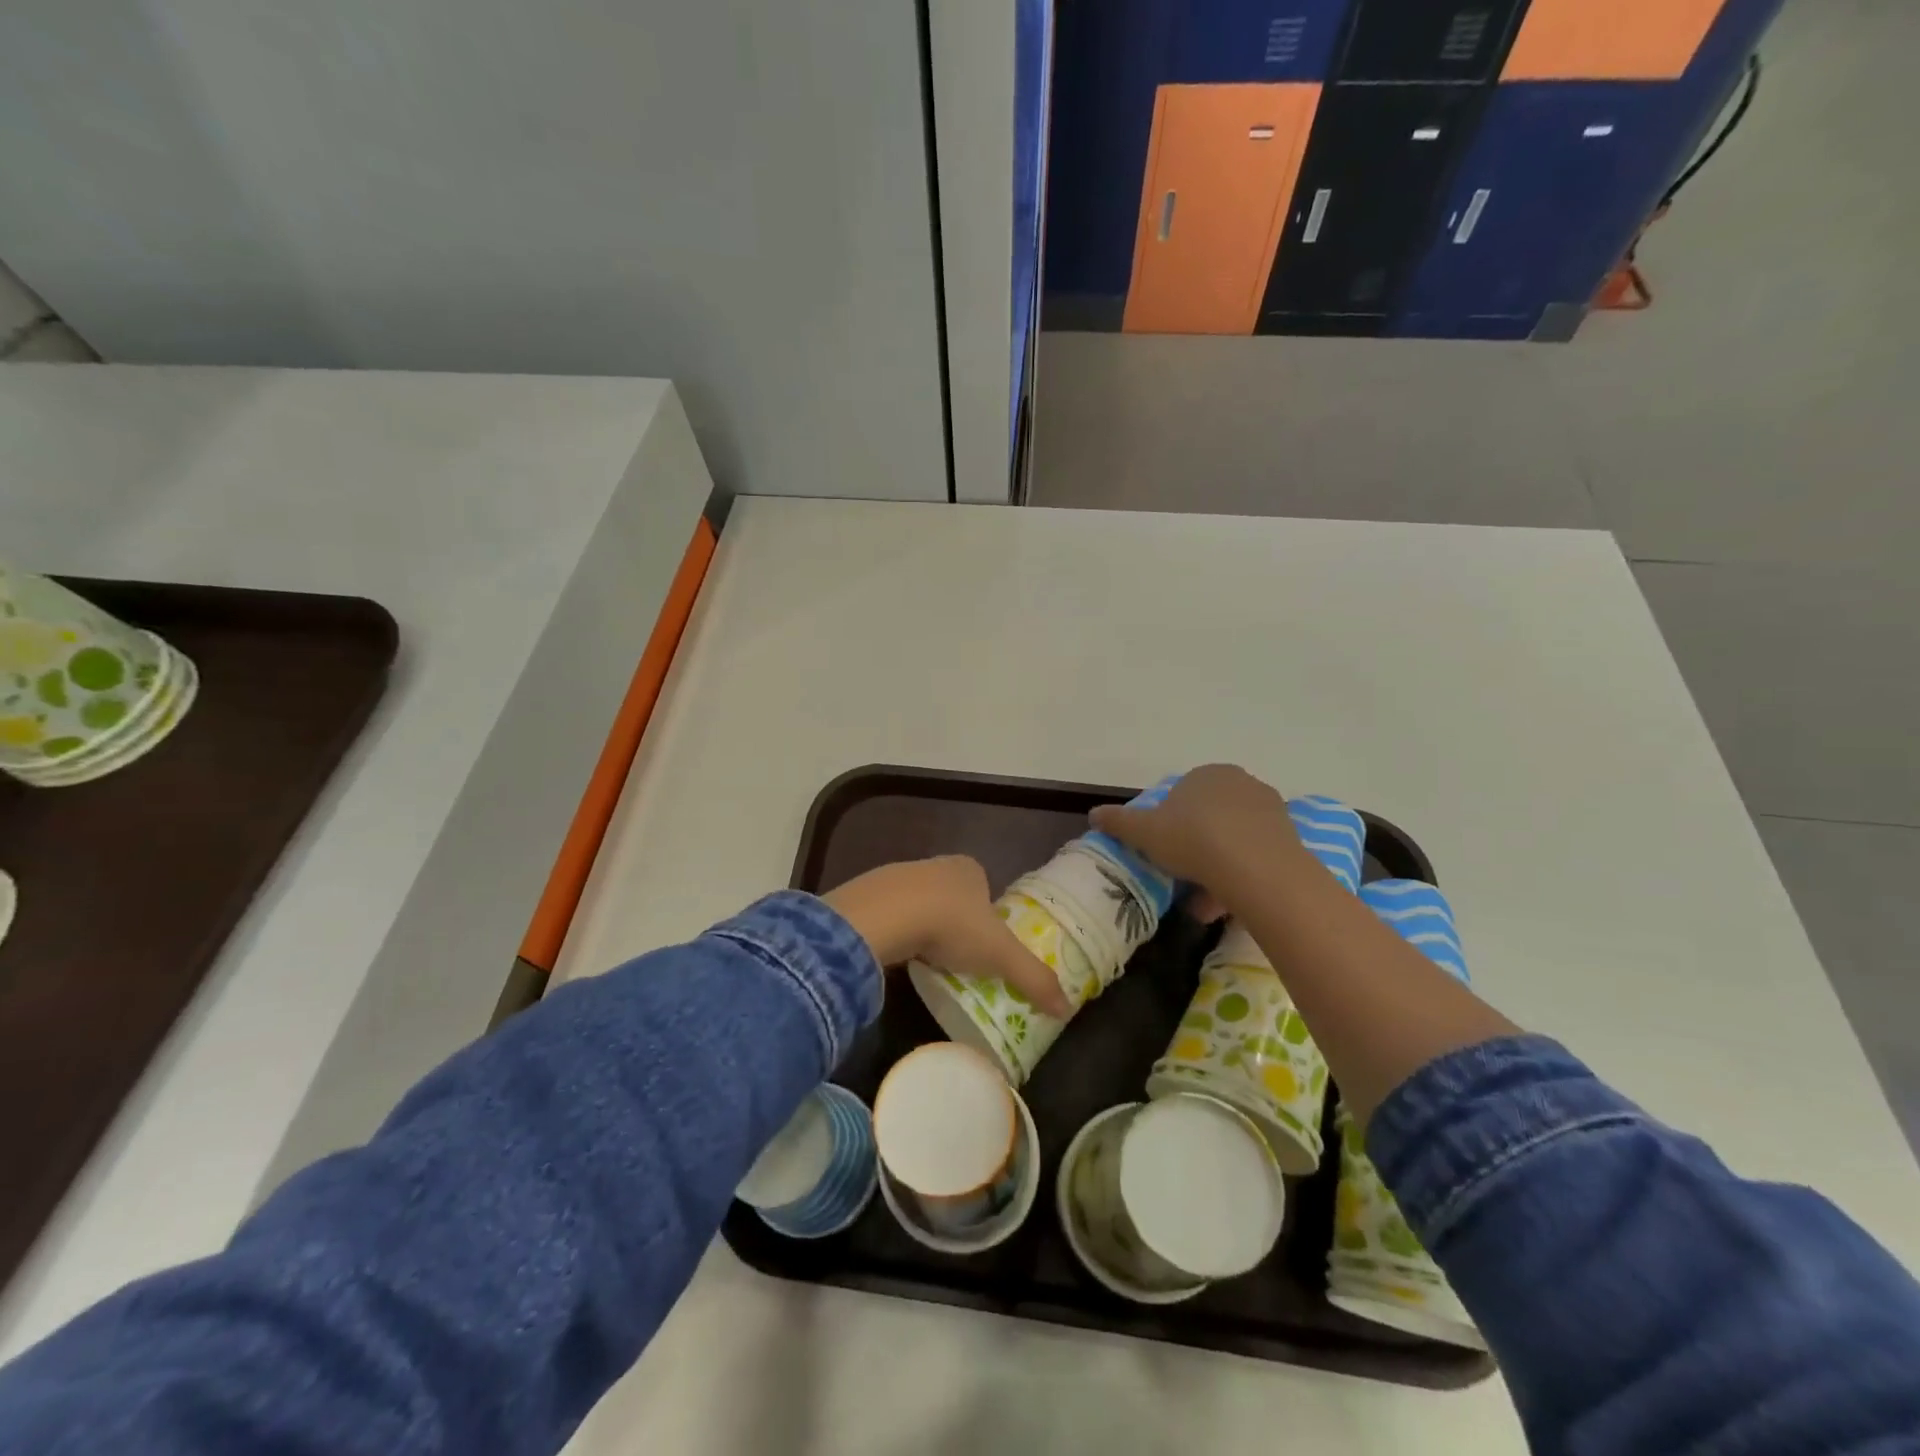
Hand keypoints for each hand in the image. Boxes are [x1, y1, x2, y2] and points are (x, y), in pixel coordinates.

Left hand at [822, 856, 1068, 1017]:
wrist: (886, 915)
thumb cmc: (952, 924)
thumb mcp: (1001, 954)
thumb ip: (1033, 978)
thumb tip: (1066, 1009)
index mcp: (969, 868)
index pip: (985, 890)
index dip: (988, 916)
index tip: (987, 947)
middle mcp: (936, 865)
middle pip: (952, 896)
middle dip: (956, 923)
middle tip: (959, 958)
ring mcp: (900, 876)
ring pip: (920, 904)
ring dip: (925, 927)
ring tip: (930, 961)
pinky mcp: (871, 894)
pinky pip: (892, 915)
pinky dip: (898, 933)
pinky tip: (900, 954)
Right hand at [1088, 764, 1309, 912]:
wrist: (1258, 869)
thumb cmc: (1194, 840)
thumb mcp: (1144, 832)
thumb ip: (1118, 822)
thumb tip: (1093, 814)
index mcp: (1206, 774)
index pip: (1182, 795)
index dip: (1168, 824)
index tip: (1162, 851)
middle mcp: (1240, 783)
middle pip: (1209, 818)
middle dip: (1195, 848)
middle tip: (1181, 877)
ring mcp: (1269, 809)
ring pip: (1233, 840)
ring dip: (1217, 868)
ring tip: (1203, 904)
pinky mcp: (1289, 838)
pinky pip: (1255, 856)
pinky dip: (1240, 876)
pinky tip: (1228, 905)